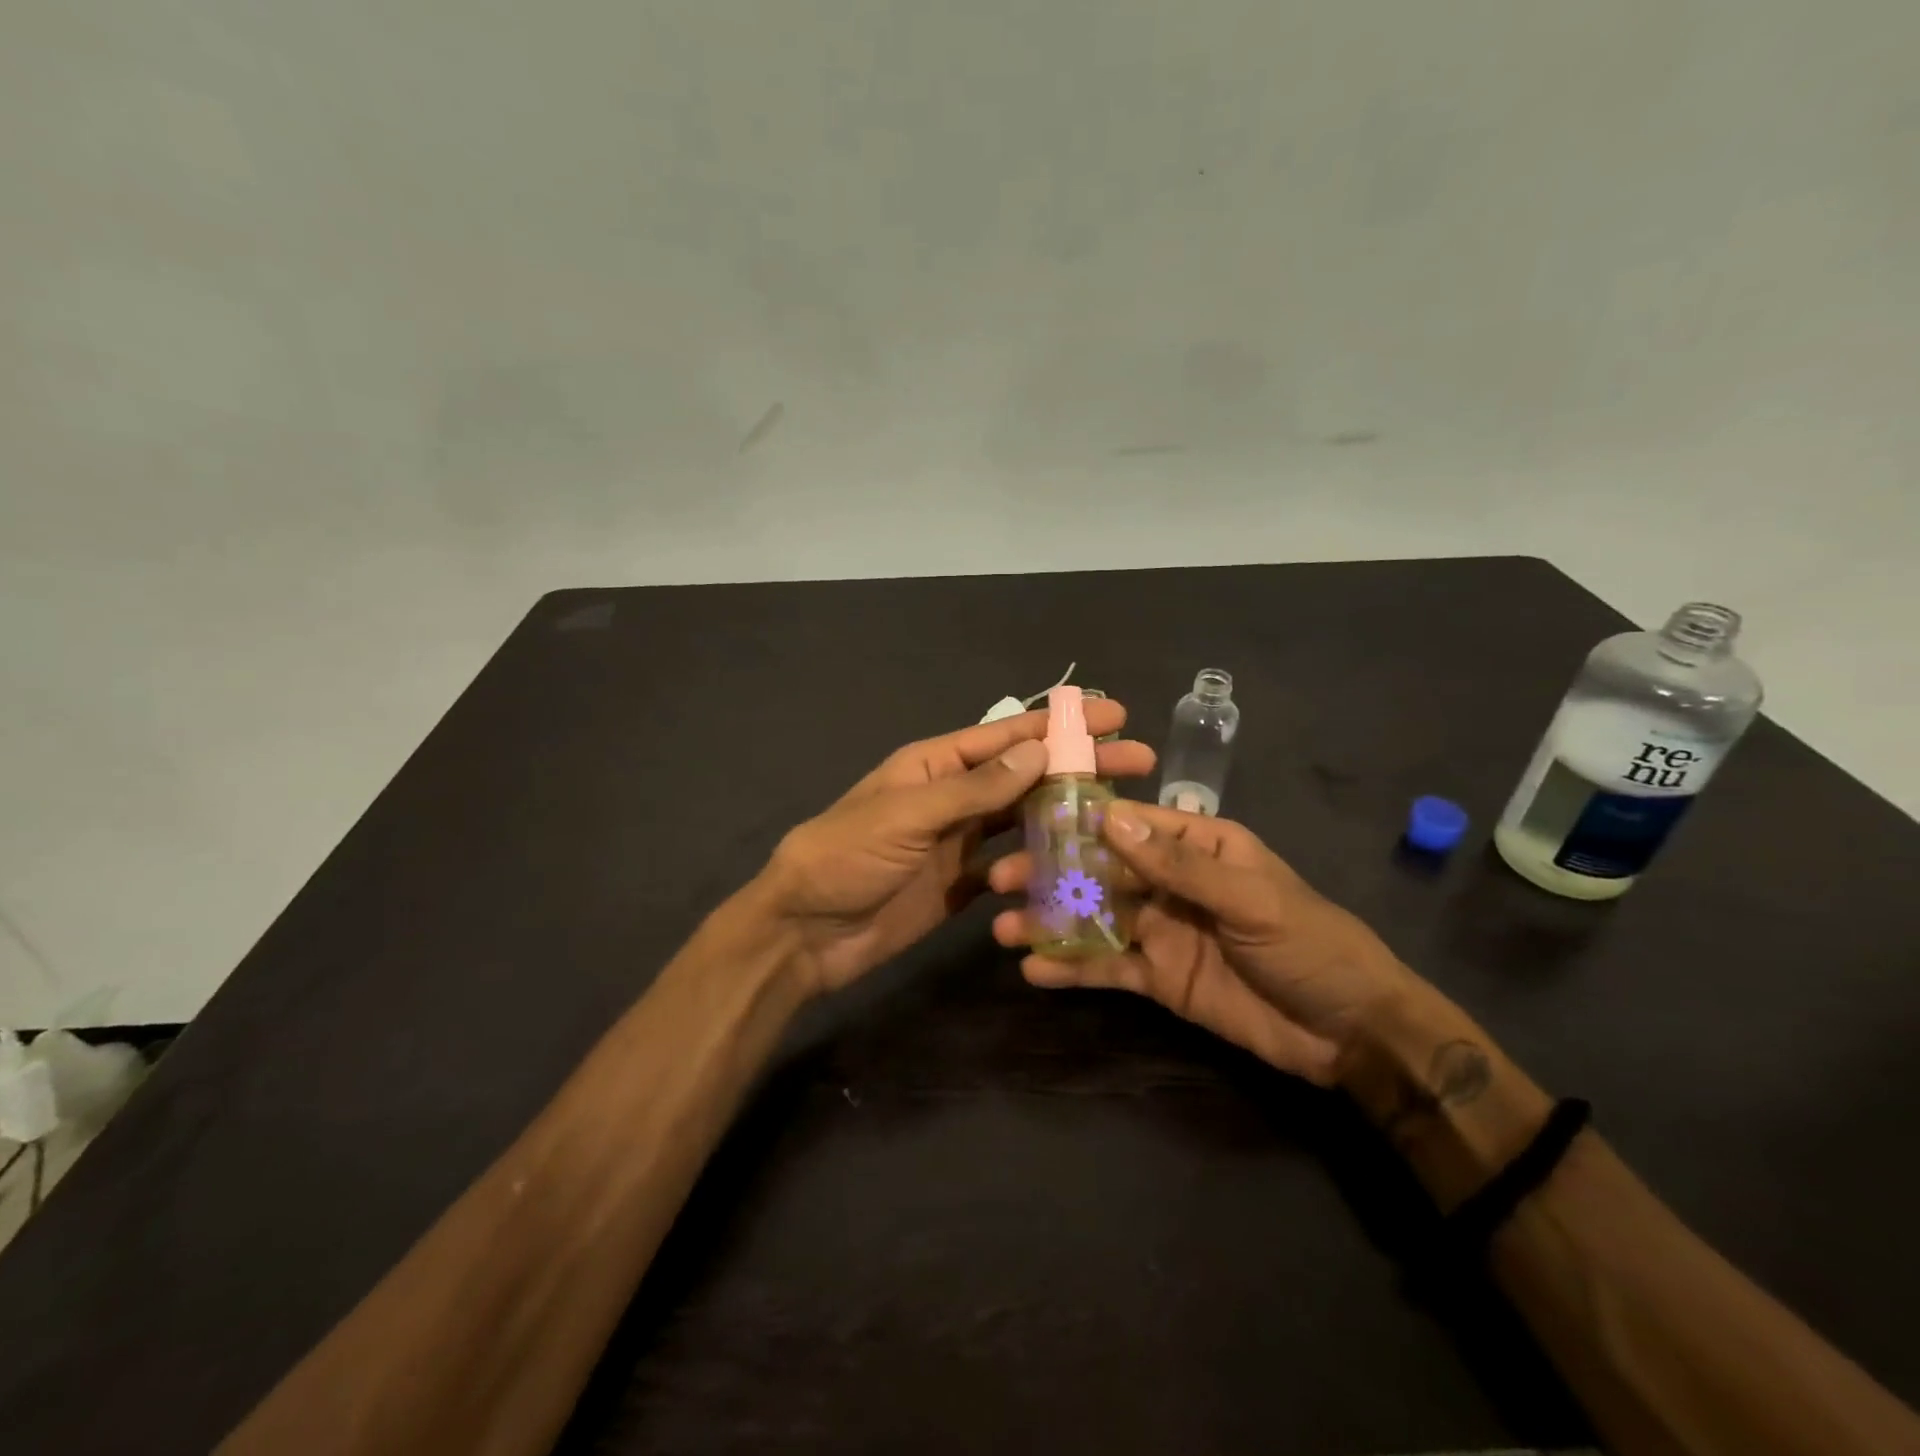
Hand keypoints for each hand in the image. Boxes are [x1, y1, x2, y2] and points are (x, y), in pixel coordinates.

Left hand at [762, 703, 1154, 994]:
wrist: (805, 932)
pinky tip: (1080, 870)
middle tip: (1141, 763)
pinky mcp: (962, 884)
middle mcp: (954, 796)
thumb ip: (975, 788)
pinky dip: (1041, 868)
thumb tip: (1039, 752)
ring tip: (1120, 819)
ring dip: (1067, 815)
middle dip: (1080, 767)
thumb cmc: (847, 857)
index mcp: (937, 765)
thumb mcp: (908, 814)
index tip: (1114, 714)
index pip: (1009, 736)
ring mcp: (960, 841)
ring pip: (1025, 820)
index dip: (1062, 725)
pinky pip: (1012, 868)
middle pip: (1027, 775)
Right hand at [990, 801, 1412, 1084]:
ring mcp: (1162, 931)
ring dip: (1051, 921)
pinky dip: (1073, 969)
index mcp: (1198, 845)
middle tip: (999, 879)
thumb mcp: (1248, 896)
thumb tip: (1107, 819)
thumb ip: (1176, 864)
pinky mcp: (1159, 978)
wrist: (1351, 1031)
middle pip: (1101, 870)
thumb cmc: (1308, 943)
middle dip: (1052, 873)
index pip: (1129, 822)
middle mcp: (1171, 882)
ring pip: (1096, 919)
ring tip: (1003, 928)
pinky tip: (1034, 971)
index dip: (1079, 819)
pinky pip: (1108, 968)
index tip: (1026, 819)